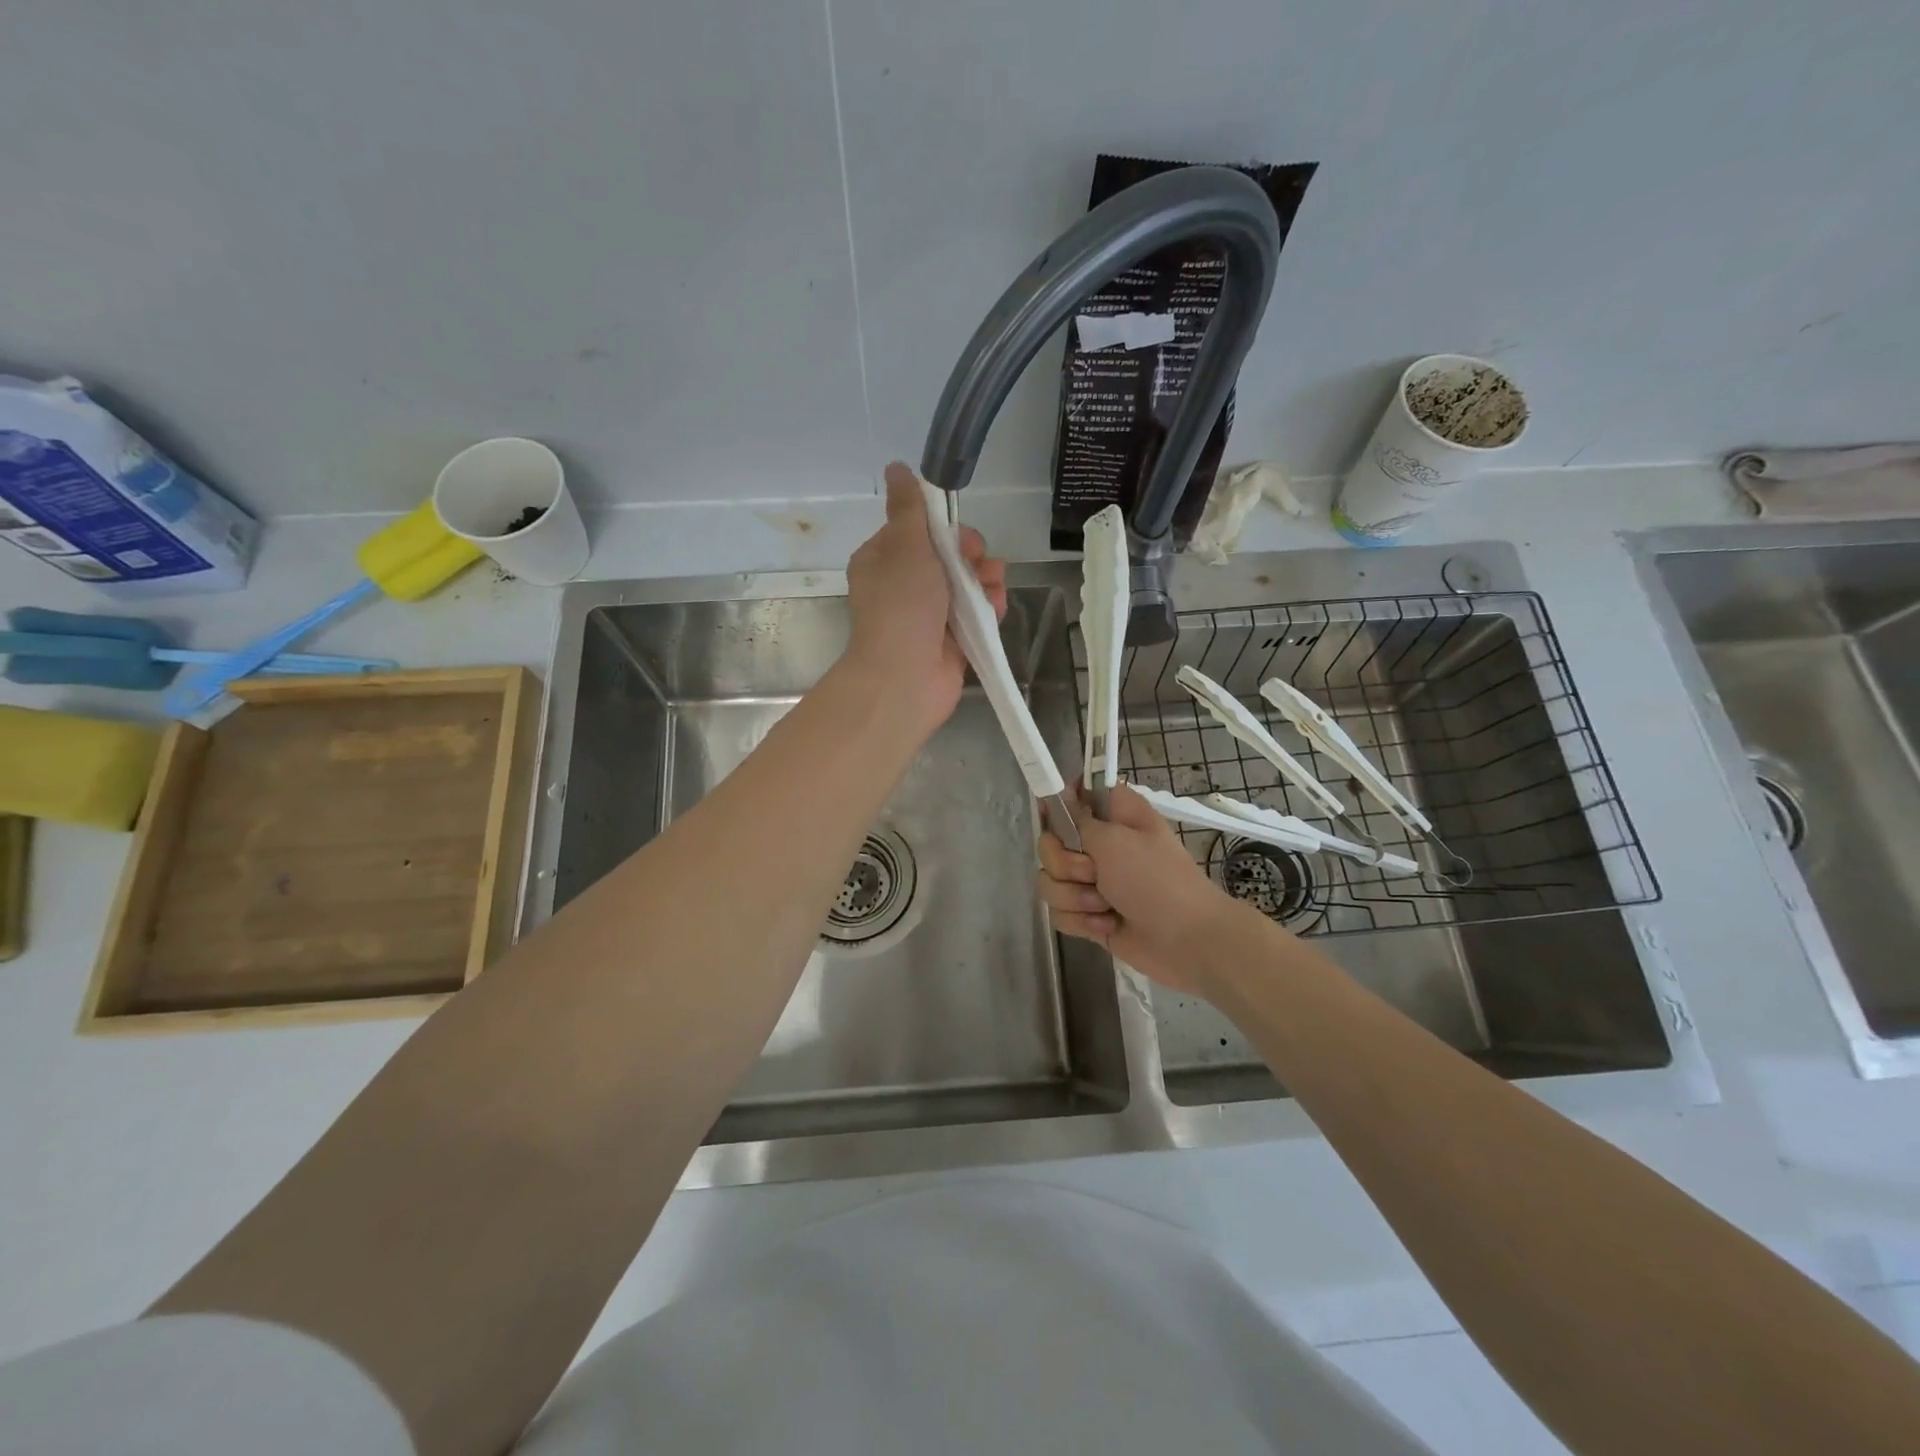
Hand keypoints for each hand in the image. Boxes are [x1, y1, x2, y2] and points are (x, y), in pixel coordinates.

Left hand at [842, 461, 1006, 733]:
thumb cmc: (901, 607)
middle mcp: (904, 587)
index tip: (959, 535)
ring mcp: (929, 616)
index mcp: (883, 561)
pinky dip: (989, 608)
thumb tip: (896, 467)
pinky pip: (976, 614)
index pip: (919, 531)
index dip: (944, 529)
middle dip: (971, 556)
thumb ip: (909, 507)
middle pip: (948, 557)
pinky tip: (996, 608)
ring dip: (985, 581)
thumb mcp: (905, 546)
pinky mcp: (951, 641)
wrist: (905, 678)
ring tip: (992, 589)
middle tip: (976, 563)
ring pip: (967, 585)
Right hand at [1037, 781, 1241, 993]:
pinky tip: (1107, 926)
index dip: (1059, 804)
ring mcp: (1092, 882)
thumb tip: (1059, 794)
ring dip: (1075, 897)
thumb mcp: (1115, 840)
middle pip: (1050, 844)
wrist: (1186, 940)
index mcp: (1113, 816)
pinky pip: (1059, 913)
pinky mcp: (1088, 915)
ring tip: (1105, 905)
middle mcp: (1099, 844)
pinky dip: (1082, 921)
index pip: (1074, 794)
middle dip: (1065, 864)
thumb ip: (1078, 819)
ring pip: (1050, 881)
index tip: (1053, 818)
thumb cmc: (1156, 880)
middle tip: (1093, 873)